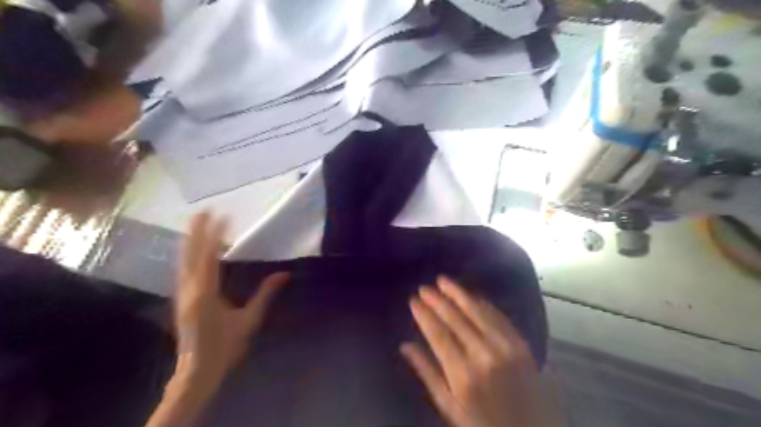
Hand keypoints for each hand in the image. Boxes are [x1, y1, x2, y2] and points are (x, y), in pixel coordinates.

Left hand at [176, 214, 292, 386]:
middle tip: (203, 210)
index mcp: (206, 293)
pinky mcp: (181, 298)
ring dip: (191, 239)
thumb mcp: (249, 320)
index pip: (210, 257)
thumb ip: (265, 294)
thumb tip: (284, 274)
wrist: (197, 371)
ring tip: (196, 222)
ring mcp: (181, 293)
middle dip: (197, 231)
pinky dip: (189, 253)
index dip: (215, 234)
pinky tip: (193, 248)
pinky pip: (184, 269)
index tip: (223, 216)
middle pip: (191, 254)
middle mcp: (189, 289)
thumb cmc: (226, 346)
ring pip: (183, 260)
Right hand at [401, 276, 550, 426]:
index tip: (413, 300)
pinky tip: (470, 295)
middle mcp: (483, 354)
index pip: (437, 333)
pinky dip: (482, 303)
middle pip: (455, 318)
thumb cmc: (483, 422)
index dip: (424, 314)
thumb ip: (427, 374)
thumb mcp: (449, 406)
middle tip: (425, 287)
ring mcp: (505, 346)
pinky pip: (497, 315)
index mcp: (462, 373)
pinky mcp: (520, 343)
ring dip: (458, 293)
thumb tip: (405, 346)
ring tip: (443, 281)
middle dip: (437, 300)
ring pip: (476, 311)